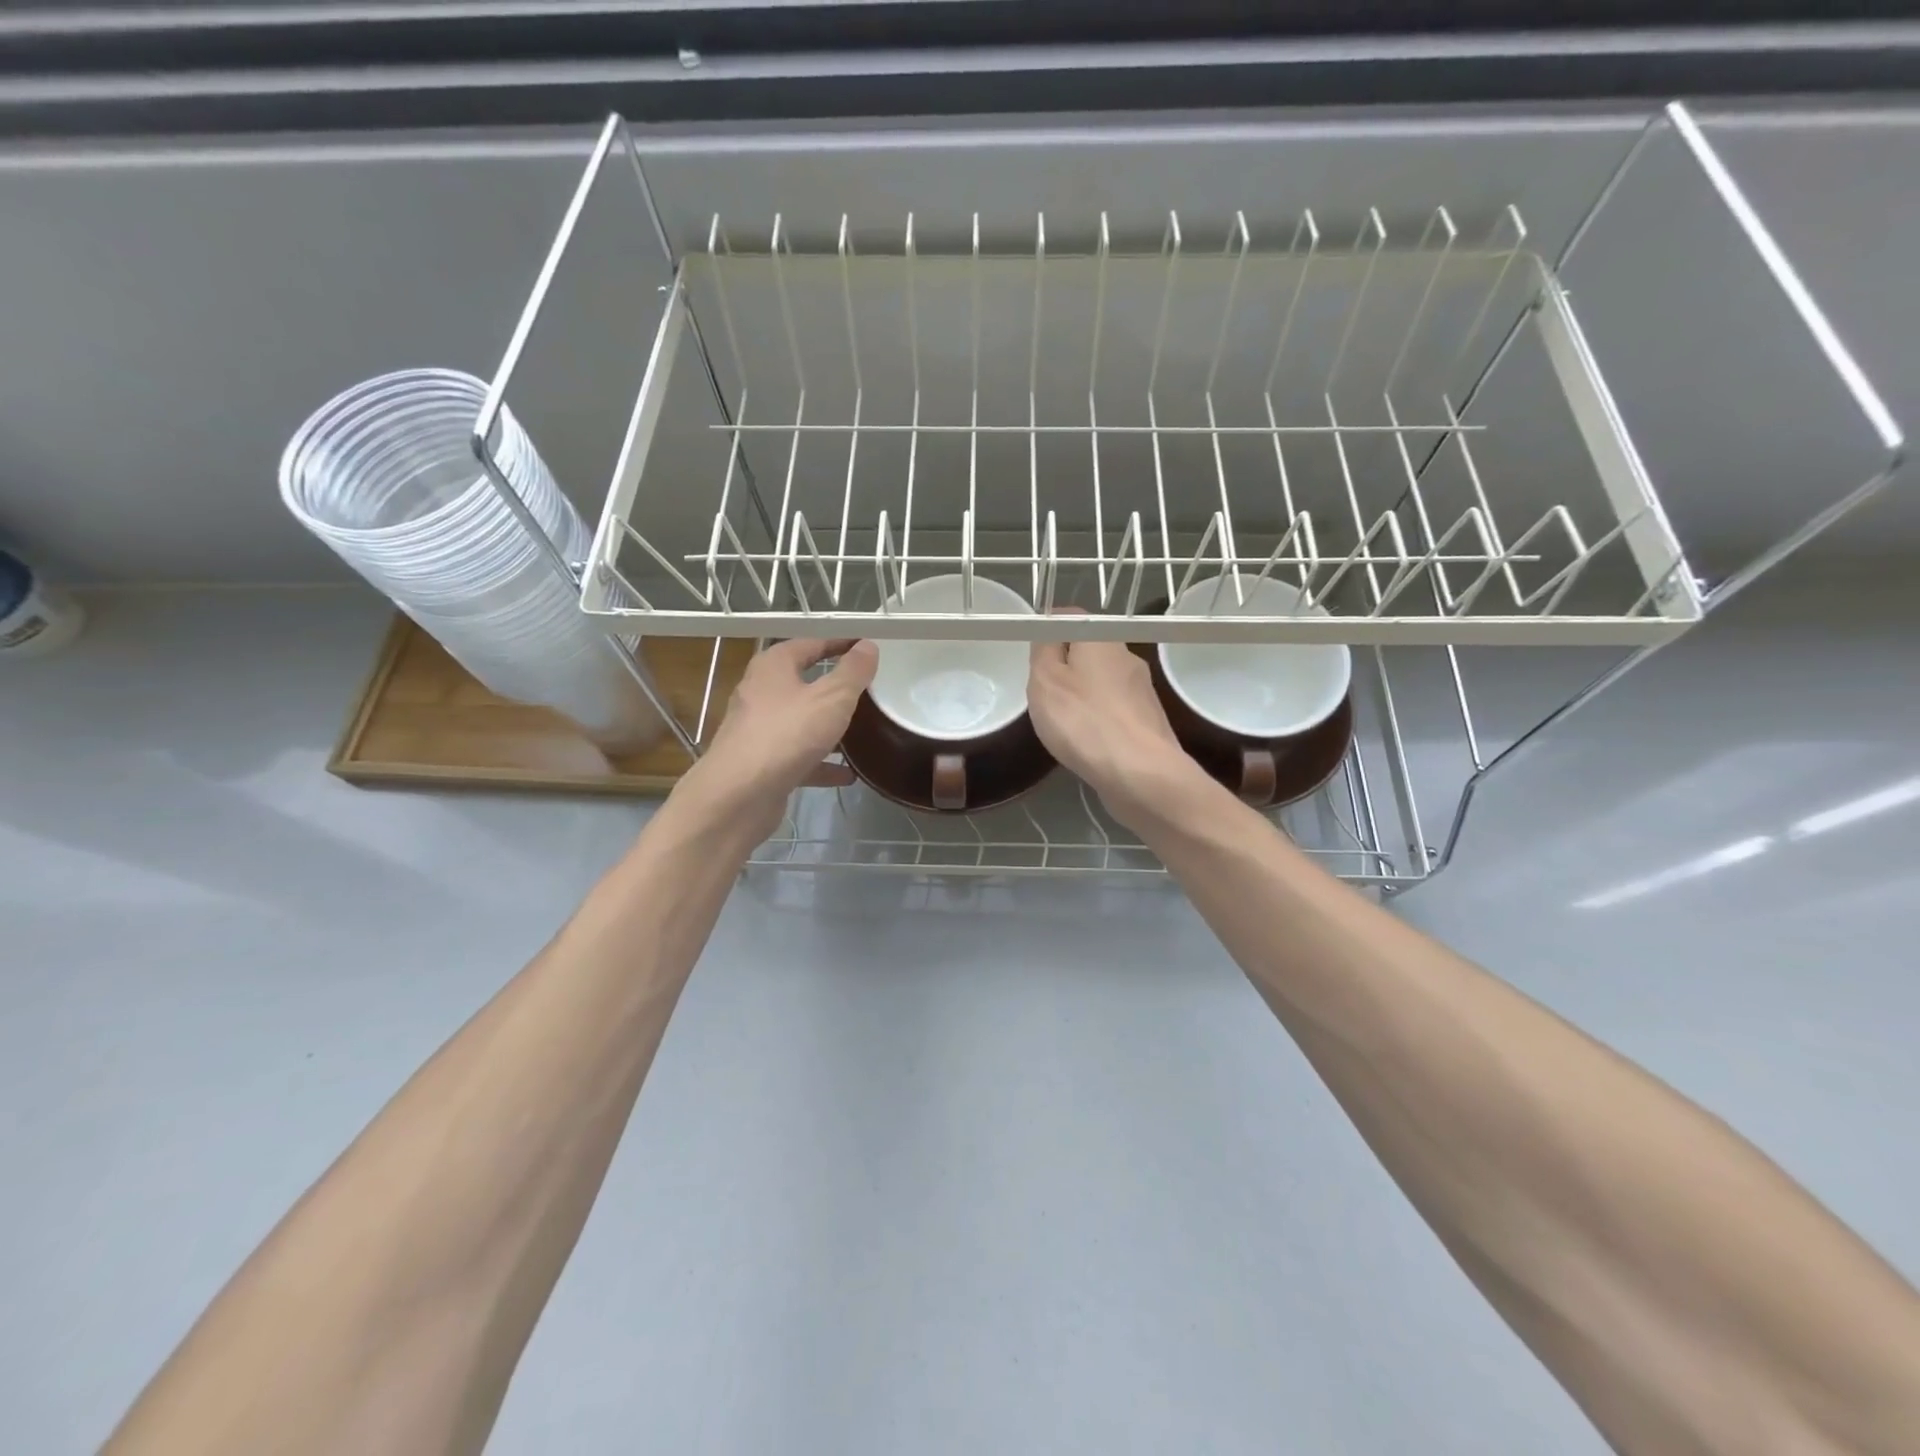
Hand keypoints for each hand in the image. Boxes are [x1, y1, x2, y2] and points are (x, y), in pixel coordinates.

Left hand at [679, 637, 877, 839]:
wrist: (739, 795)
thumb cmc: (787, 734)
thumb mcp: (831, 698)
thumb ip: (853, 672)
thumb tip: (868, 646)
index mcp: (773, 667)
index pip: (810, 644)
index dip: (839, 643)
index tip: (866, 648)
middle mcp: (761, 693)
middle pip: (802, 682)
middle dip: (834, 687)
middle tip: (867, 690)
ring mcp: (759, 730)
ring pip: (801, 722)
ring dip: (828, 727)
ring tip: (862, 731)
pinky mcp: (762, 763)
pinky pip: (799, 757)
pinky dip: (822, 763)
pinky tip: (848, 774)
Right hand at [1026, 627, 1209, 831]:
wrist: (1140, 773)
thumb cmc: (1084, 721)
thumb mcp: (1045, 680)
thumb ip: (1044, 650)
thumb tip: (1050, 630)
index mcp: (1102, 639)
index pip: (1072, 617)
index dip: (1049, 628)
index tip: (1031, 651)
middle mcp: (1127, 658)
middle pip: (1090, 651)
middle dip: (1067, 666)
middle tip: (1042, 690)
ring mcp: (1143, 691)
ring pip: (1104, 682)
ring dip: (1084, 695)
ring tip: (1063, 721)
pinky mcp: (1149, 722)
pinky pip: (1116, 711)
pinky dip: (1099, 720)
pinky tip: (1088, 741)